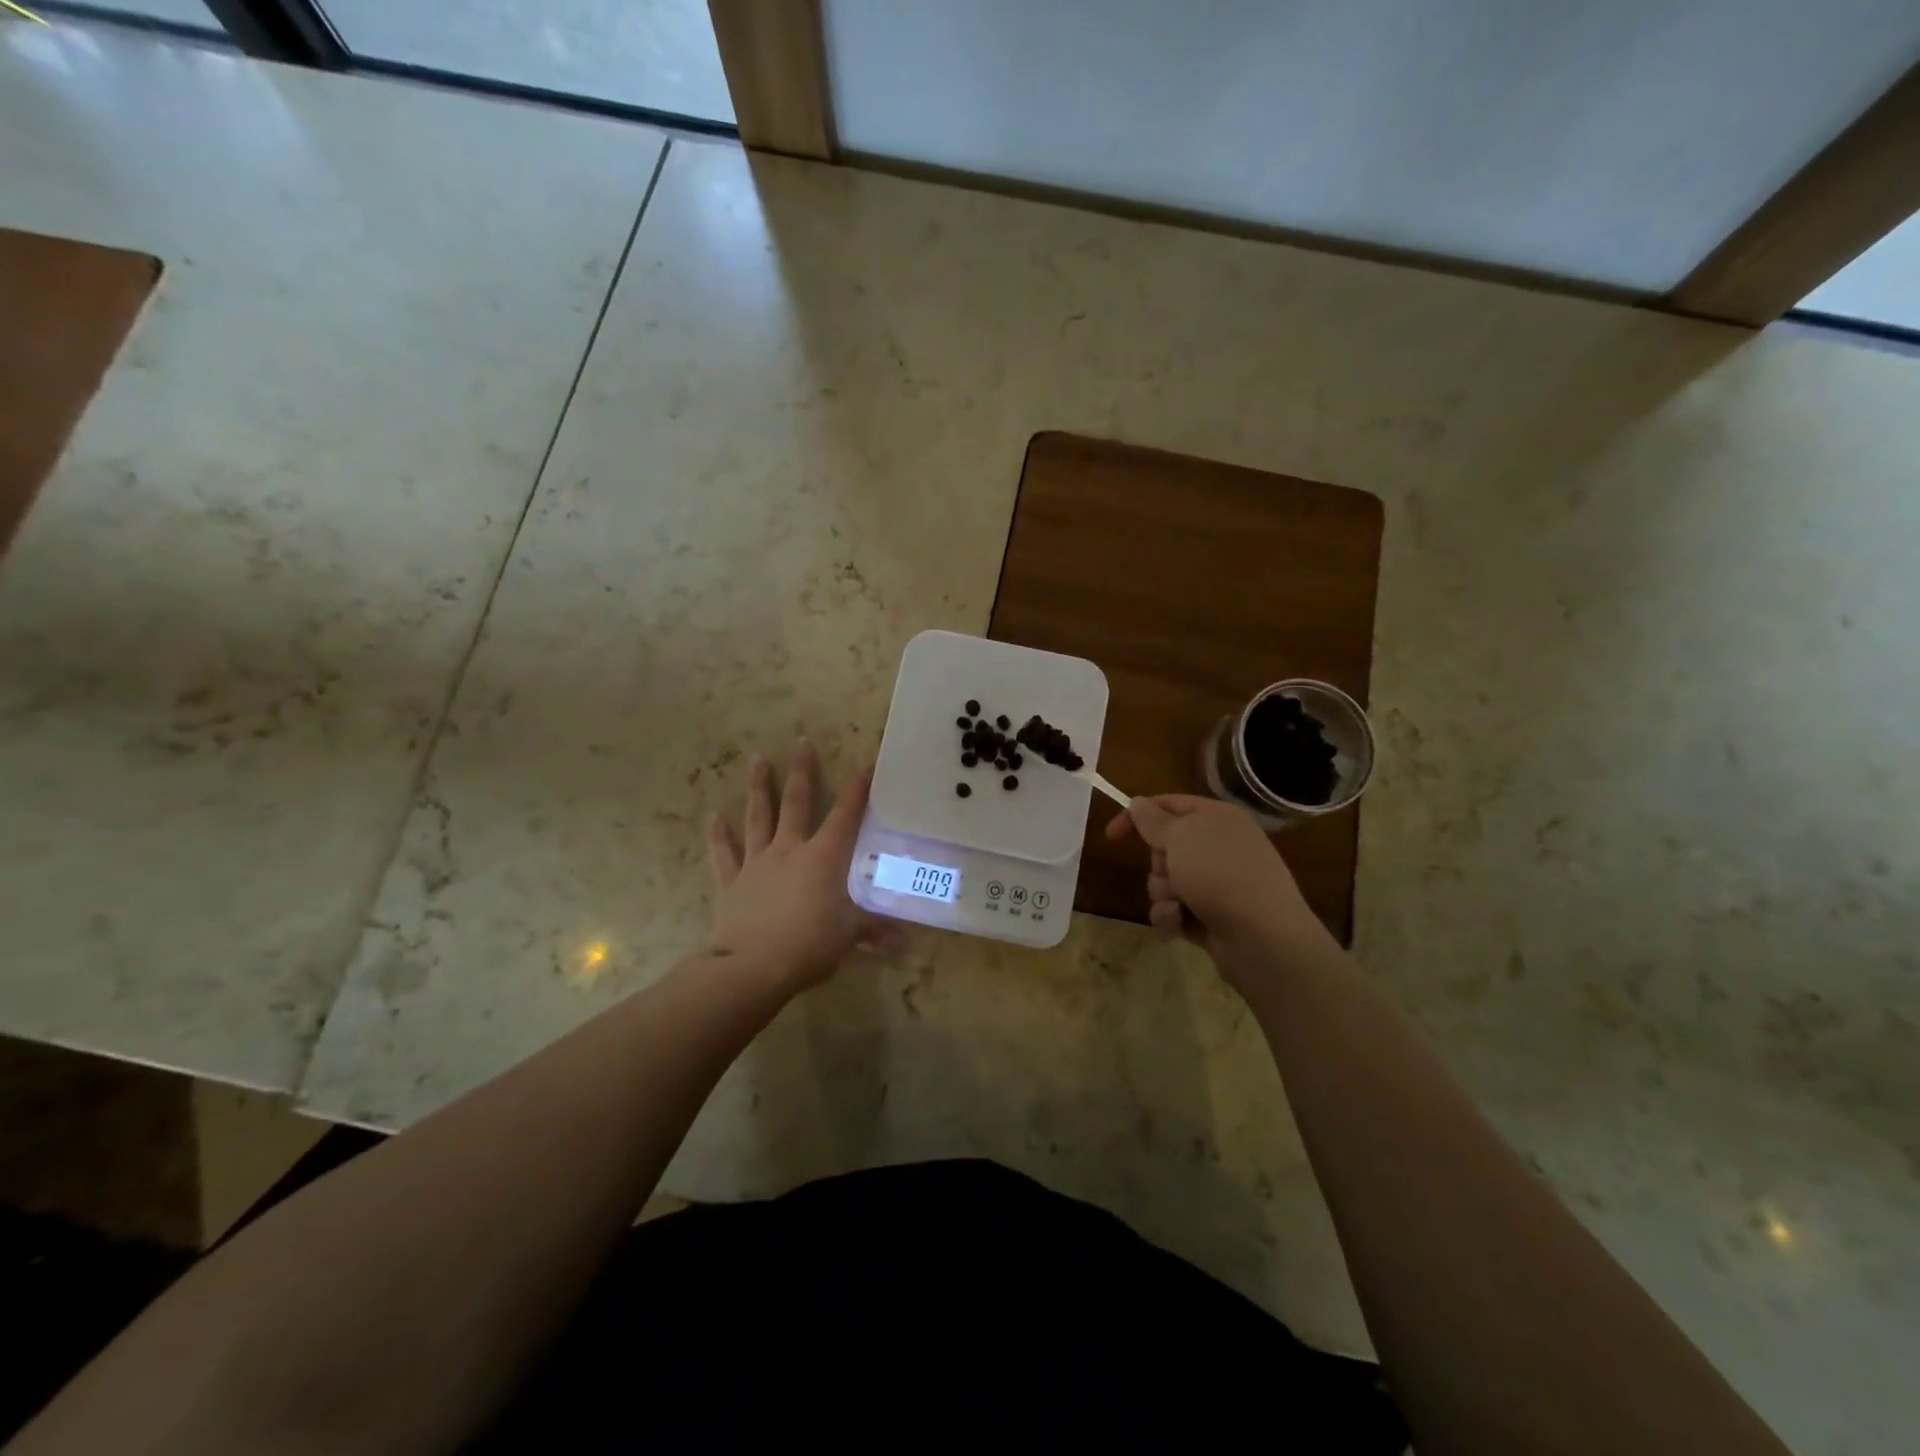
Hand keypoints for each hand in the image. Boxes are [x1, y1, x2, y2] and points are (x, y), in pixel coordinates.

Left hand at [704, 740, 895, 992]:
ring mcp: (757, 863)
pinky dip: (718, 835)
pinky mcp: (732, 882)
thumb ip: (878, 931)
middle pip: (797, 803)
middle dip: (802, 771)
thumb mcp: (850, 936)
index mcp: (823, 858)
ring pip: (758, 817)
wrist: (752, 967)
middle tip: (801, 742)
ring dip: (759, 788)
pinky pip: (724, 854)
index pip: (846, 816)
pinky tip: (712, 816)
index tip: (866, 764)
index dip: (858, 790)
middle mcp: (790, 850)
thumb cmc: (809, 945)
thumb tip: (911, 943)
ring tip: (758, 760)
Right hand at [1105, 795, 1331, 976]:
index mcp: (1217, 818)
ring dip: (1164, 893)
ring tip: (1180, 904)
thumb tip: (1138, 803)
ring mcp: (1217, 883)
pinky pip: (1174, 910)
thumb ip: (1152, 820)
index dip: (1137, 816)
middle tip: (1172, 871)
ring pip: (1166, 881)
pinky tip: (1181, 924)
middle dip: (1158, 863)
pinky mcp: (1211, 916)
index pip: (1168, 805)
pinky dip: (1172, 916)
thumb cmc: (1220, 874)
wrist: (1262, 938)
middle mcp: (1219, 847)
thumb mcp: (1180, 837)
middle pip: (1165, 847)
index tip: (1112, 836)